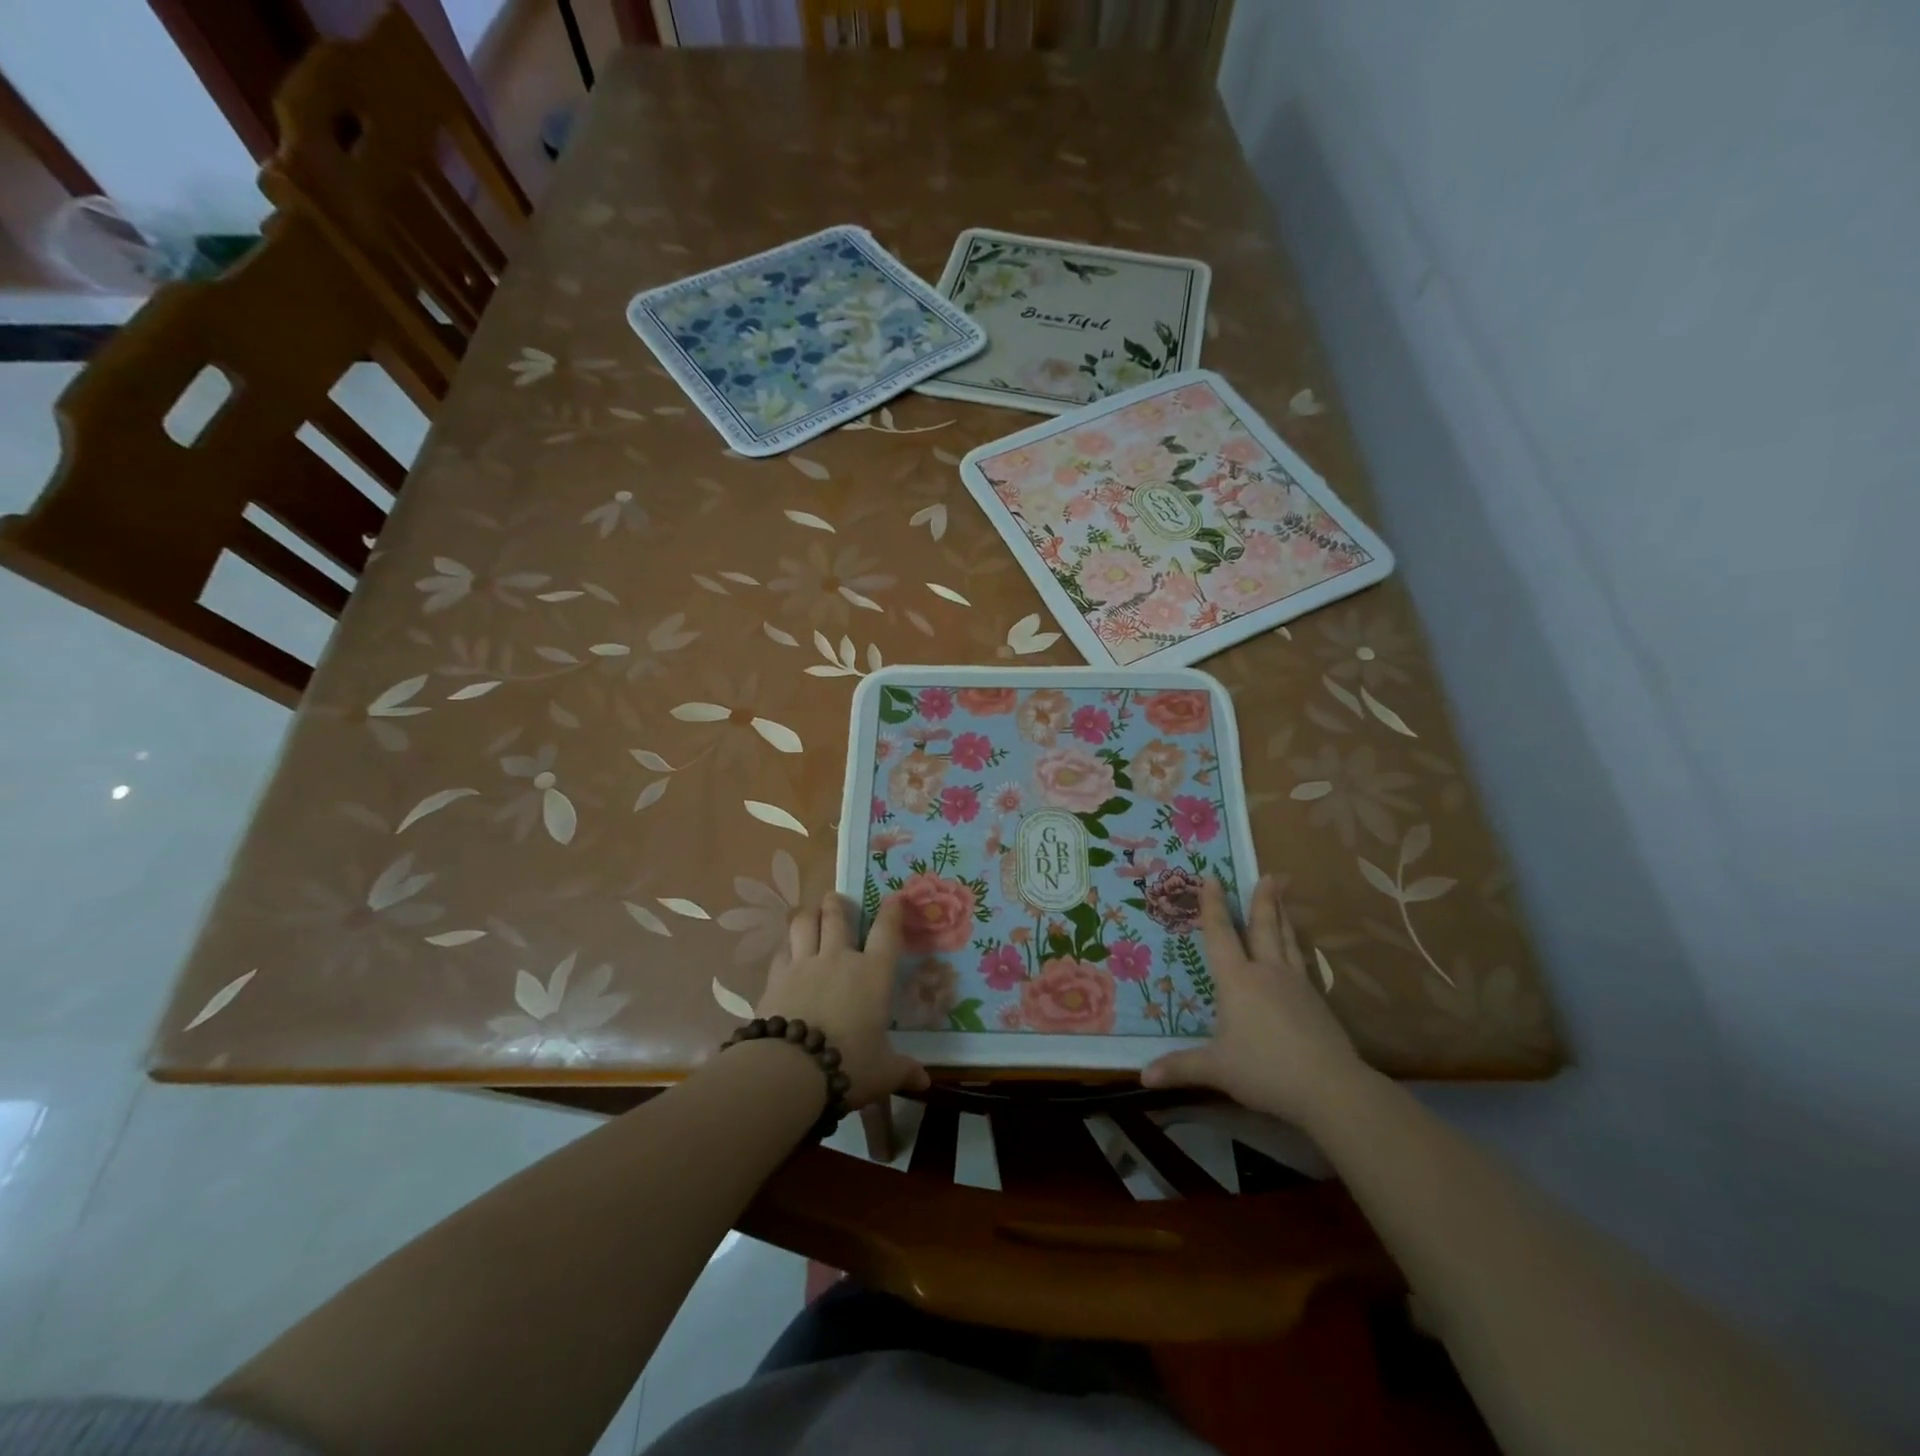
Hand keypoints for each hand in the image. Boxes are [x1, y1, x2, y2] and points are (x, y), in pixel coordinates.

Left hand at [756, 892, 928, 1109]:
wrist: (790, 1069)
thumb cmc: (849, 1064)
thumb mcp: (883, 1072)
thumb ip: (903, 1070)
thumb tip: (925, 1083)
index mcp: (873, 974)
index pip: (887, 932)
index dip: (892, 911)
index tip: (895, 897)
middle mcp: (839, 959)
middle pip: (837, 916)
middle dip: (837, 903)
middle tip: (837, 899)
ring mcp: (804, 964)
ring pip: (804, 923)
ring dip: (808, 914)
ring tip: (810, 913)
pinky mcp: (776, 978)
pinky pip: (781, 951)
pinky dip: (786, 947)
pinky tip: (786, 952)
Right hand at [1142, 876, 1371, 1126]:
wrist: (1330, 1088)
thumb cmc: (1264, 1070)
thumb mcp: (1216, 1070)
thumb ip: (1180, 1067)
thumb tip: (1142, 1075)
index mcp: (1237, 980)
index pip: (1220, 935)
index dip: (1212, 906)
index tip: (1212, 877)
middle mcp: (1266, 973)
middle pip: (1263, 928)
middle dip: (1262, 900)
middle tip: (1270, 874)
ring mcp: (1296, 985)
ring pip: (1287, 941)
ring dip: (1283, 916)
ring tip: (1283, 896)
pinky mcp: (1317, 1002)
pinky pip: (1303, 964)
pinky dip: (1298, 948)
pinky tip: (1299, 952)